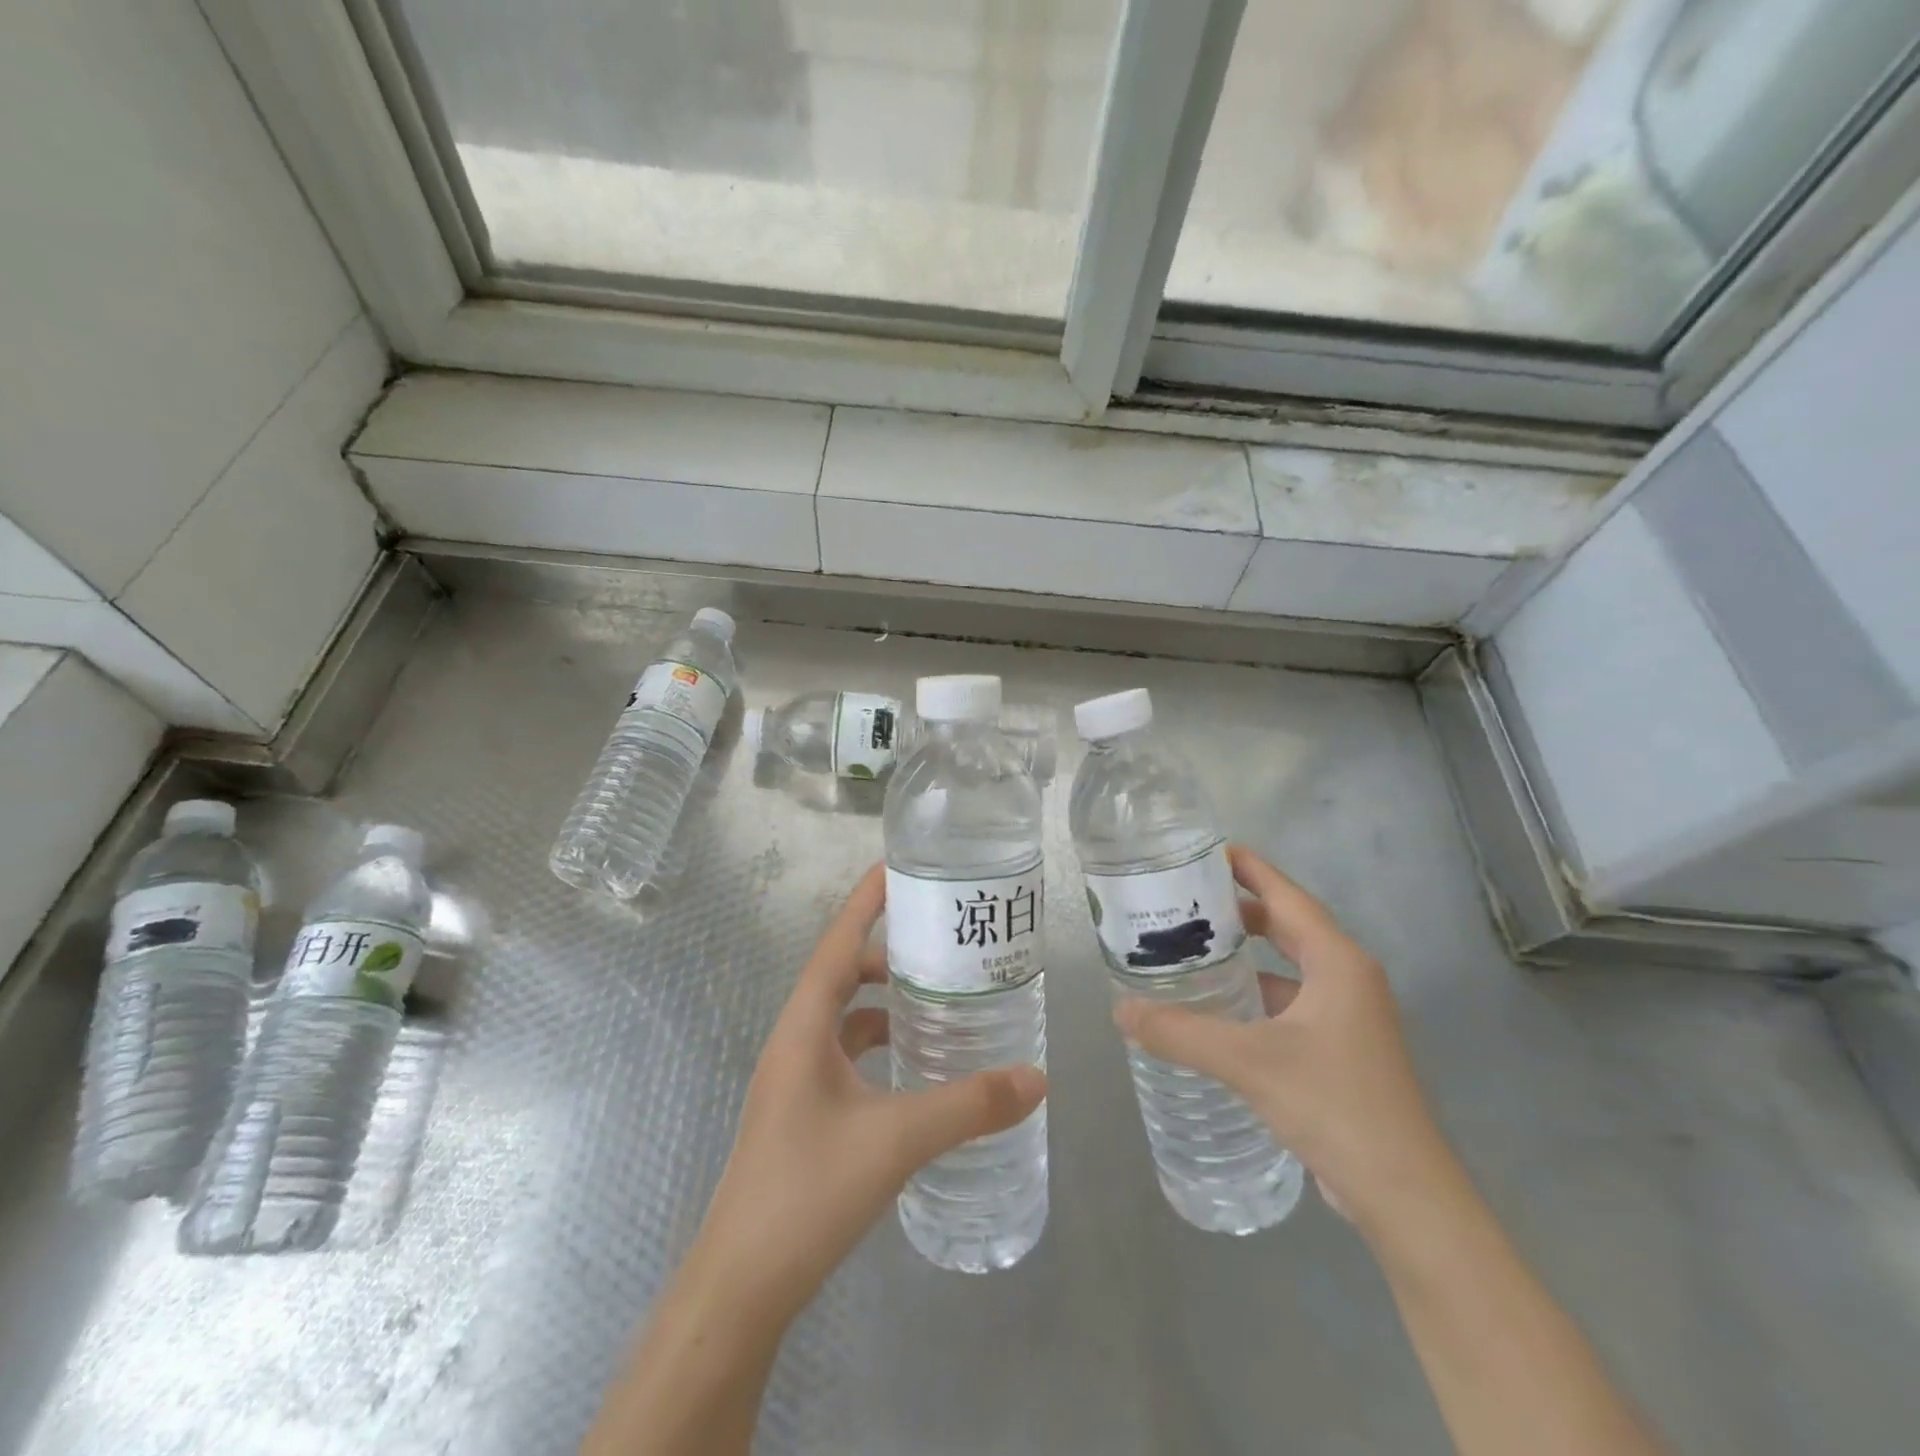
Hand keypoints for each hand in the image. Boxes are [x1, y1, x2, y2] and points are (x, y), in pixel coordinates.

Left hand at [693, 863, 1047, 1317]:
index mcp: (803, 1027)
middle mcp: (794, 1040)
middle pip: (841, 973)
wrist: (741, 1286)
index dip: (865, 901)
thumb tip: (1037, 1079)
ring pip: (843, 1017)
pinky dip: (877, 1044)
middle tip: (941, 941)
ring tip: (937, 998)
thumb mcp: (896, 1140)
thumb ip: (969, 1106)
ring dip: (883, 1001)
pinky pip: (845, 1054)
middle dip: (886, 951)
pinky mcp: (803, 1110)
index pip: (837, 942)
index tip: (898, 867)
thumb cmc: (808, 1193)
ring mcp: (795, 1078)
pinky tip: (913, 1065)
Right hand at [1115, 844, 1450, 1232]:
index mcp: (1336, 962)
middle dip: (1237, 908)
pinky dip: (1254, 993)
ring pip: (1287, 965)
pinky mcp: (1341, 1048)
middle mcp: (1346, 978)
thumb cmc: (1336, 1106)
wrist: (1404, 1195)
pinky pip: (1289, 1001)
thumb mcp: (1249, 1062)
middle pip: (1286, 924)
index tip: (1205, 850)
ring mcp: (1347, 1015)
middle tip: (1184, 898)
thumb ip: (1181, 1033)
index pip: (1286, 895)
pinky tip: (1217, 1007)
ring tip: (1190, 946)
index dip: (1247, 868)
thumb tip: (1120, 1011)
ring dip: (1244, 954)